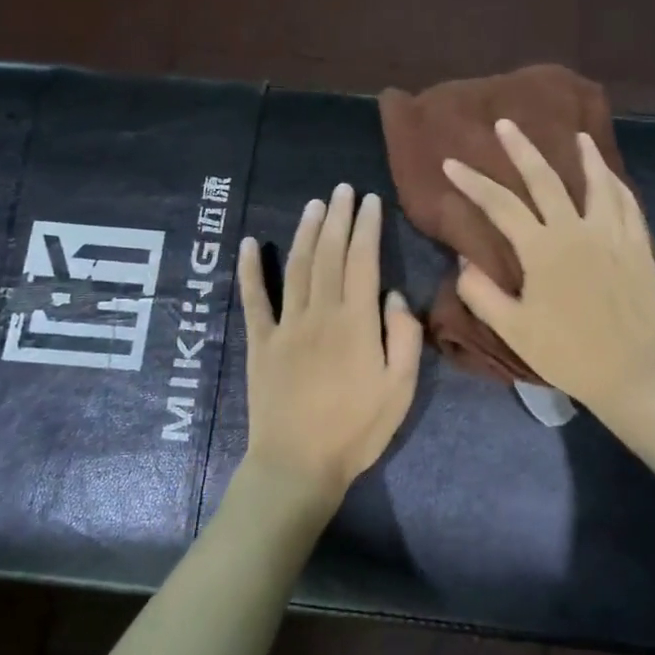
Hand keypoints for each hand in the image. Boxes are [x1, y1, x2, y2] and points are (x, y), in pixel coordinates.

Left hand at [237, 184, 423, 507]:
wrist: (299, 464)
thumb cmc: (357, 430)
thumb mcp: (400, 389)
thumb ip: (404, 337)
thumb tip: (393, 295)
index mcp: (357, 323)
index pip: (363, 261)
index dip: (367, 228)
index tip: (371, 201)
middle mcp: (320, 313)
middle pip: (330, 255)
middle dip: (338, 218)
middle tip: (343, 190)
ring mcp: (285, 325)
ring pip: (297, 267)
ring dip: (306, 233)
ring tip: (315, 205)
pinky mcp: (260, 342)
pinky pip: (254, 299)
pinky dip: (250, 270)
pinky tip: (249, 244)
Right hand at [444, 120, 654, 416]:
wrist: (631, 371)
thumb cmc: (567, 353)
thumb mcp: (513, 330)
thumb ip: (481, 293)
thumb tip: (465, 260)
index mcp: (543, 250)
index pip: (500, 205)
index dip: (473, 183)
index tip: (451, 163)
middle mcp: (577, 231)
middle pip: (546, 180)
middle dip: (522, 149)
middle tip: (506, 124)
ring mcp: (612, 235)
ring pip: (597, 183)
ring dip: (584, 156)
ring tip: (576, 135)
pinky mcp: (637, 246)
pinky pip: (627, 204)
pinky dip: (615, 184)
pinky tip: (610, 177)